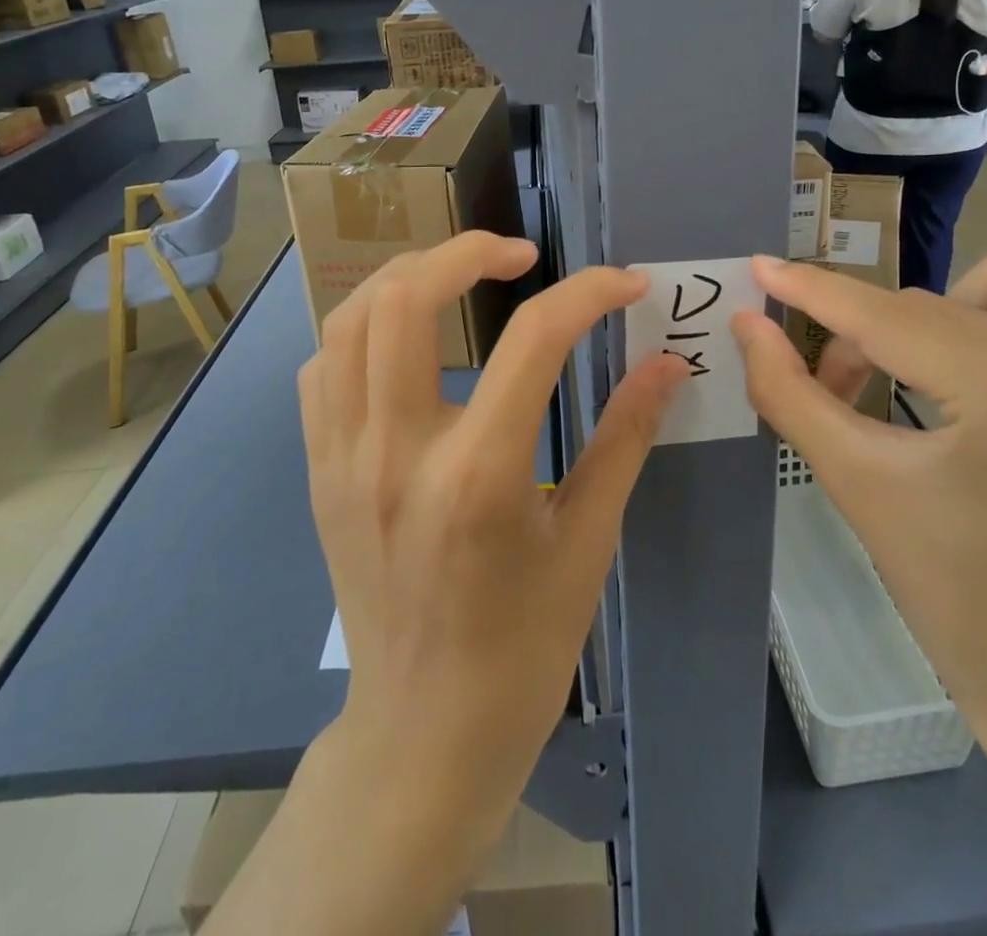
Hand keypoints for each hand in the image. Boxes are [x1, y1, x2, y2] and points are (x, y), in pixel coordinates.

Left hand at [300, 231, 688, 819]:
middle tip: (521, 256)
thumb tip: (669, 364)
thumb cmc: (522, 647)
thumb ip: (627, 437)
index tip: (625, 283)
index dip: (590, 293)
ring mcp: (342, 459)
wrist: (423, 735)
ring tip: (460, 277)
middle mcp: (395, 452)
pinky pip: (325, 367)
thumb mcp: (589, 542)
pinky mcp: (318, 470)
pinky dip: (366, 329)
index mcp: (478, 476)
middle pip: (406, 298)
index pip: (535, 338)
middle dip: (469, 251)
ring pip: (349, 319)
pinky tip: (408, 341)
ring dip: (409, 277)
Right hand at [731, 236, 986, 742]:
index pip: (887, 319)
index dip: (814, 291)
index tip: (762, 269)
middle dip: (867, 339)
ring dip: (955, 303)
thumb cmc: (953, 592)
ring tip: (932, 363)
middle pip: (934, 305)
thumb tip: (747, 324)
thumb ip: (789, 393)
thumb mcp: (855, 485)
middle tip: (838, 390)